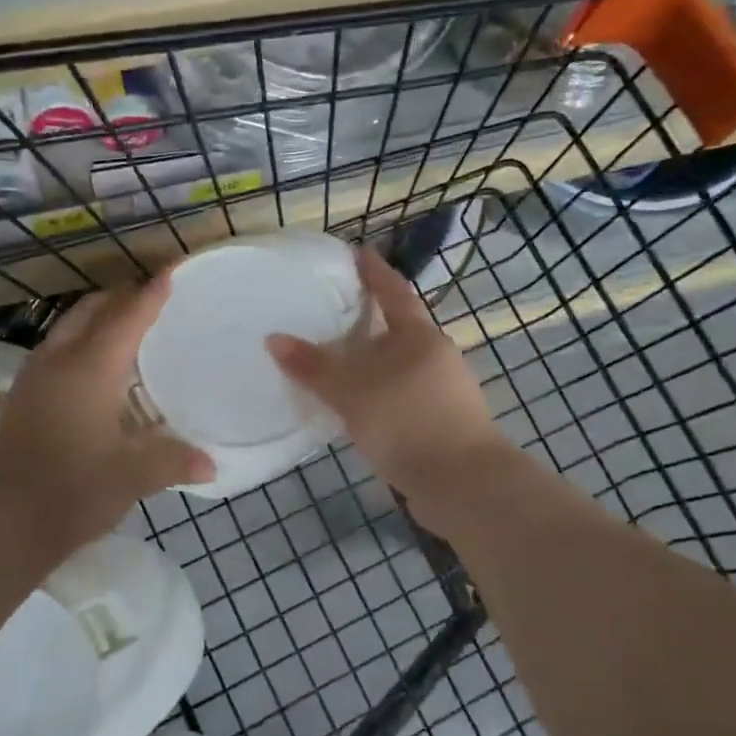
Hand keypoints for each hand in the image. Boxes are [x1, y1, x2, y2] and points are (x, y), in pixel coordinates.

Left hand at [0, 276, 213, 556]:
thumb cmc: (71, 491)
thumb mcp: (132, 476)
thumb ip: (175, 461)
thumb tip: (212, 464)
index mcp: (90, 367)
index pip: (128, 316)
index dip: (153, 293)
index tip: (173, 271)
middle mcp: (58, 361)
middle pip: (92, 311)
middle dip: (122, 298)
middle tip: (155, 301)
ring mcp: (33, 379)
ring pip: (69, 328)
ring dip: (99, 320)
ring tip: (130, 332)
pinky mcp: (21, 399)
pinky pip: (57, 352)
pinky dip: (83, 345)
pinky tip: (99, 375)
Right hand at [266, 247, 513, 520]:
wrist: (461, 483)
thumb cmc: (407, 422)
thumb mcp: (352, 393)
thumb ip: (314, 367)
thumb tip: (274, 338)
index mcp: (420, 337)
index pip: (394, 292)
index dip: (375, 272)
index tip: (359, 252)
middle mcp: (438, 356)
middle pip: (401, 329)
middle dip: (372, 321)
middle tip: (337, 313)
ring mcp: (446, 391)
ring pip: (403, 366)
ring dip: (376, 362)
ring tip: (342, 363)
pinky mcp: (444, 423)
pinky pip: (404, 396)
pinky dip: (382, 394)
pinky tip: (361, 408)